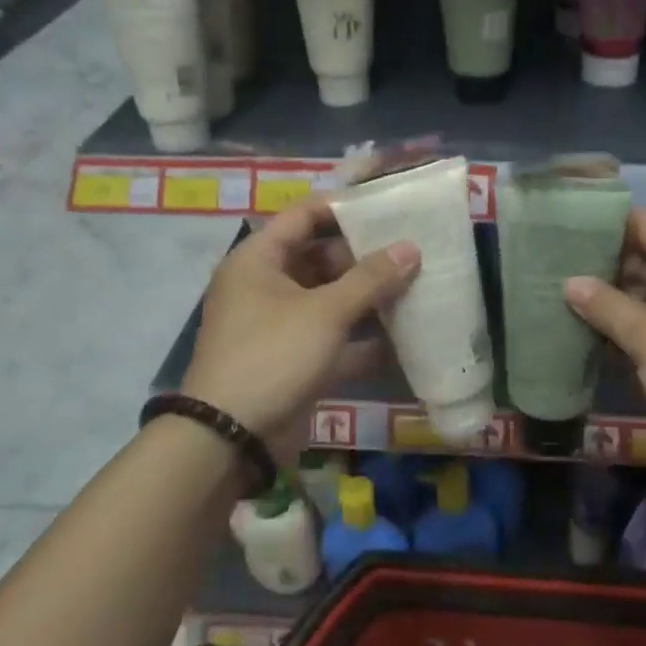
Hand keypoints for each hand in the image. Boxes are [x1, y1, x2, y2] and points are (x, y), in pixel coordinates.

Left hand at [182, 199, 417, 451]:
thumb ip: (371, 279)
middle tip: (411, 249)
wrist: (230, 439)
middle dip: (364, 256)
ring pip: (329, 299)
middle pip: (320, 257)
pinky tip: (404, 337)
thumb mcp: (326, 312)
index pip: (303, 216)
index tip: (385, 205)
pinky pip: (332, 337)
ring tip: (416, 285)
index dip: (343, 207)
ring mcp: (279, 325)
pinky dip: (362, 338)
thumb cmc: (273, 356)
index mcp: (259, 260)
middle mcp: (265, 285)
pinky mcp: (292, 359)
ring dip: (367, 298)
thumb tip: (410, 248)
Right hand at [564, 209, 645, 461]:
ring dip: (610, 298)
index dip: (603, 221)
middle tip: (548, 266)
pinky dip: (629, 326)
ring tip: (559, 298)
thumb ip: (609, 308)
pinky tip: (592, 337)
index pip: (641, 222)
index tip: (561, 227)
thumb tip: (571, 281)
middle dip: (599, 262)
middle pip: (642, 256)